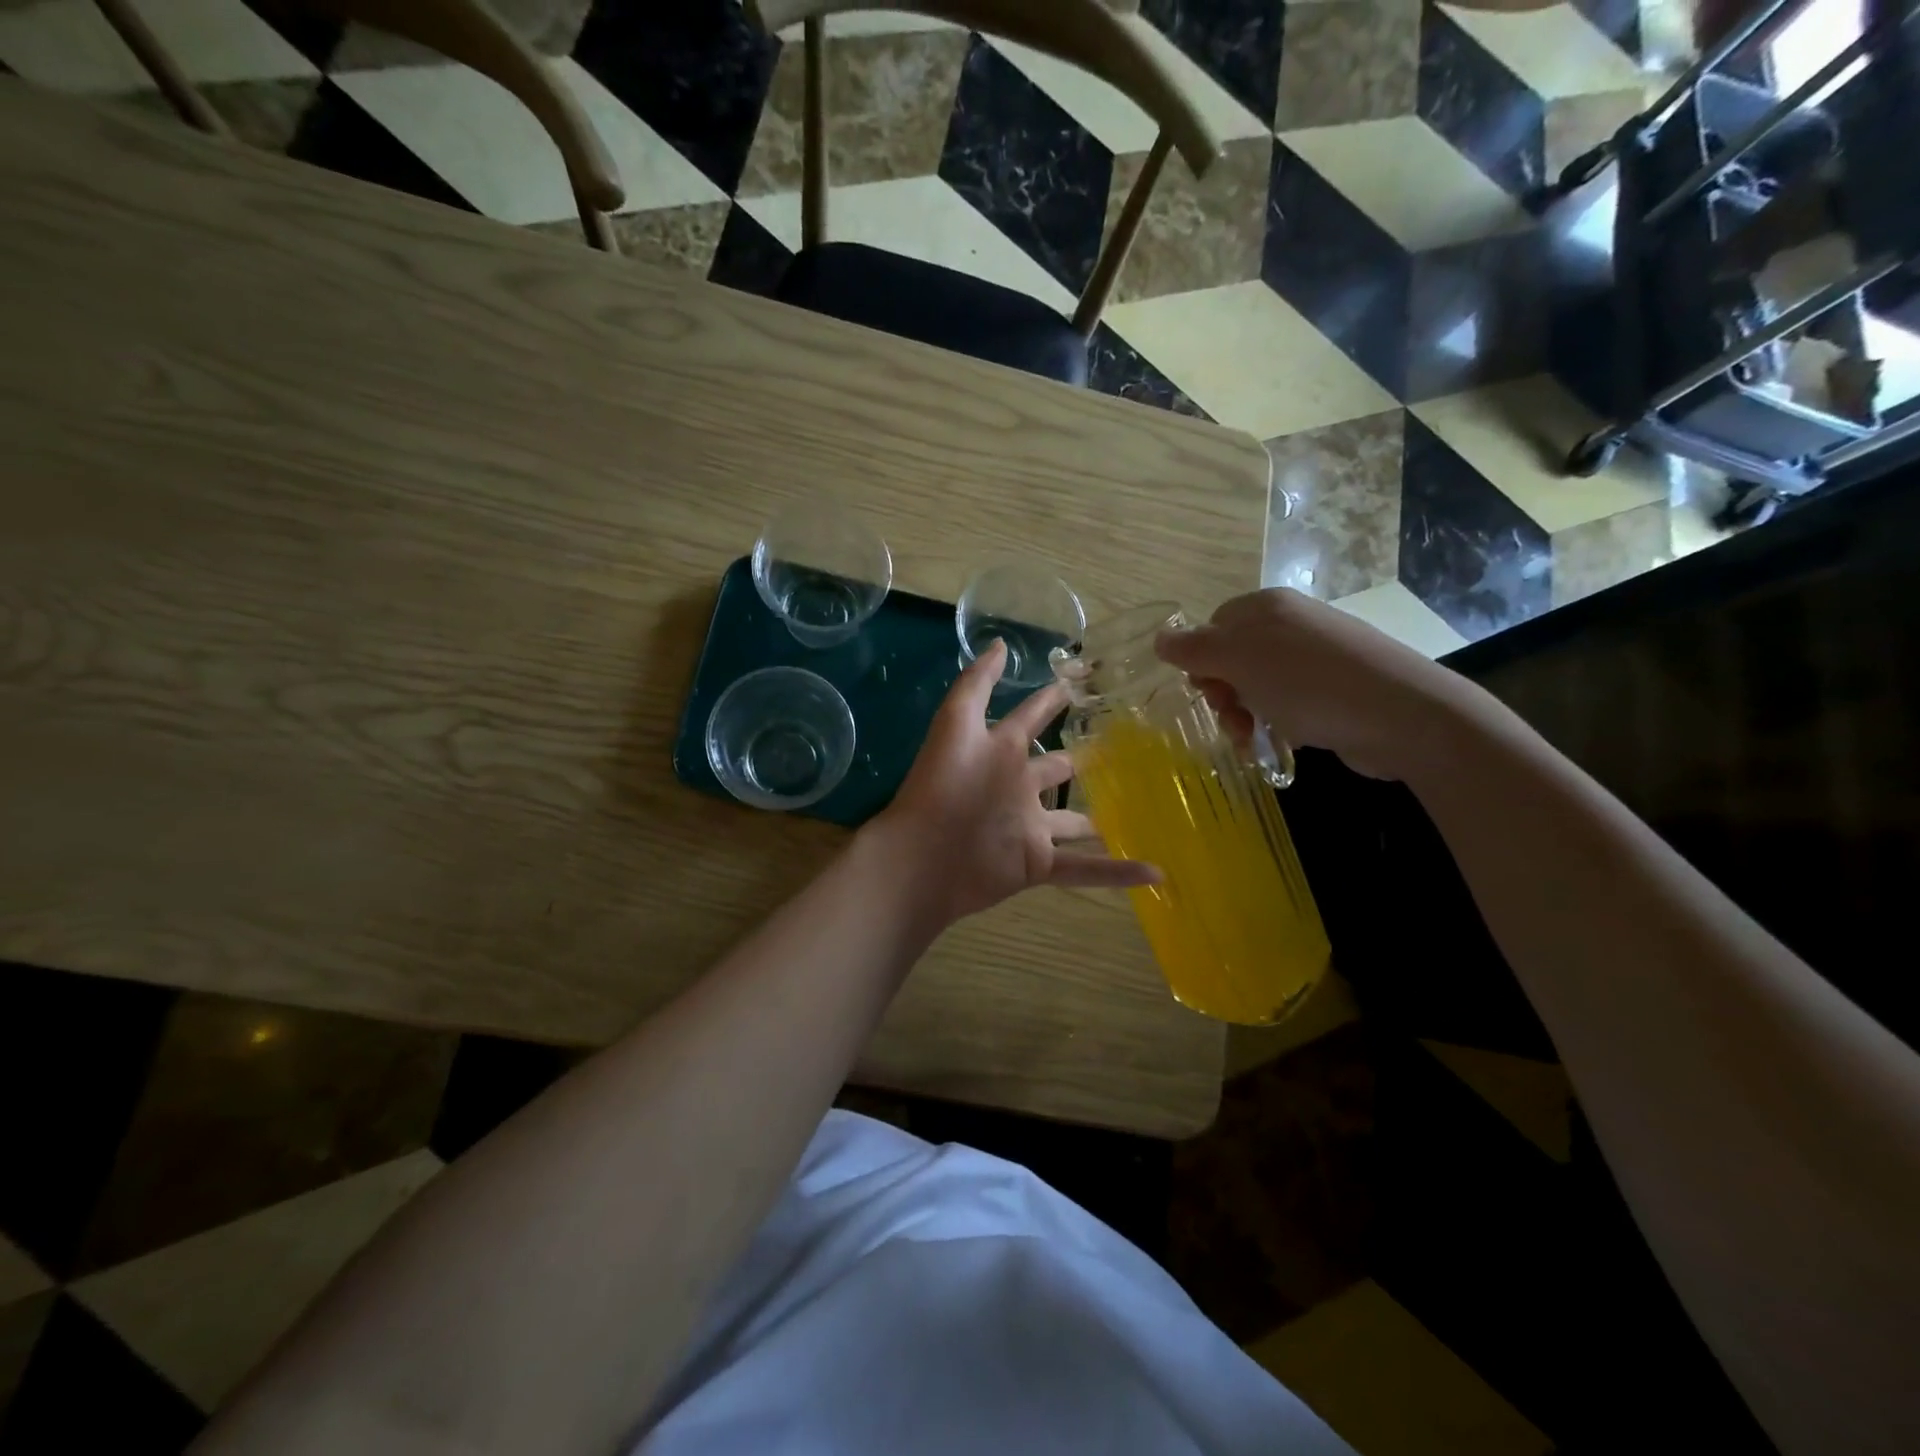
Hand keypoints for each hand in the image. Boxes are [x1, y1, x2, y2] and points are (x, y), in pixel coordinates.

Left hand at [866, 638, 1157, 926]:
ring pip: (1075, 821)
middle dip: (1083, 761)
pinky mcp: (1037, 863)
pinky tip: (1156, 870)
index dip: (1051, 701)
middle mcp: (1020, 786)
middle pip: (1057, 770)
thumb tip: (1003, 643)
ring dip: (1102, 820)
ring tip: (1142, 811)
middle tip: (1124, 750)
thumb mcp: (956, 723)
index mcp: (1002, 751)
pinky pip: (1084, 868)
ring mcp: (1031, 827)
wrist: (923, 855)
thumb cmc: (942, 784)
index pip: (1032, 717)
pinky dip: (1118, 872)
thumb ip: (978, 683)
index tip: (1079, 683)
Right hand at [1155, 589, 1475, 781]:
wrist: (1399, 714)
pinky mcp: (1333, 689)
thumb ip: (1193, 649)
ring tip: (1252, 741)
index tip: (1206, 691)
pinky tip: (1277, 742)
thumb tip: (1160, 638)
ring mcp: (1314, 657)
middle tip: (1231, 719)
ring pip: (1256, 686)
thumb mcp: (1238, 661)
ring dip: (1243, 715)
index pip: (1212, 627)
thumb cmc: (1307, 682)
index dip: (1201, 661)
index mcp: (1266, 607)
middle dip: (1222, 694)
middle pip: (1232, 659)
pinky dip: (1274, 723)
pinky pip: (1285, 703)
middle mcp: (1290, 625)